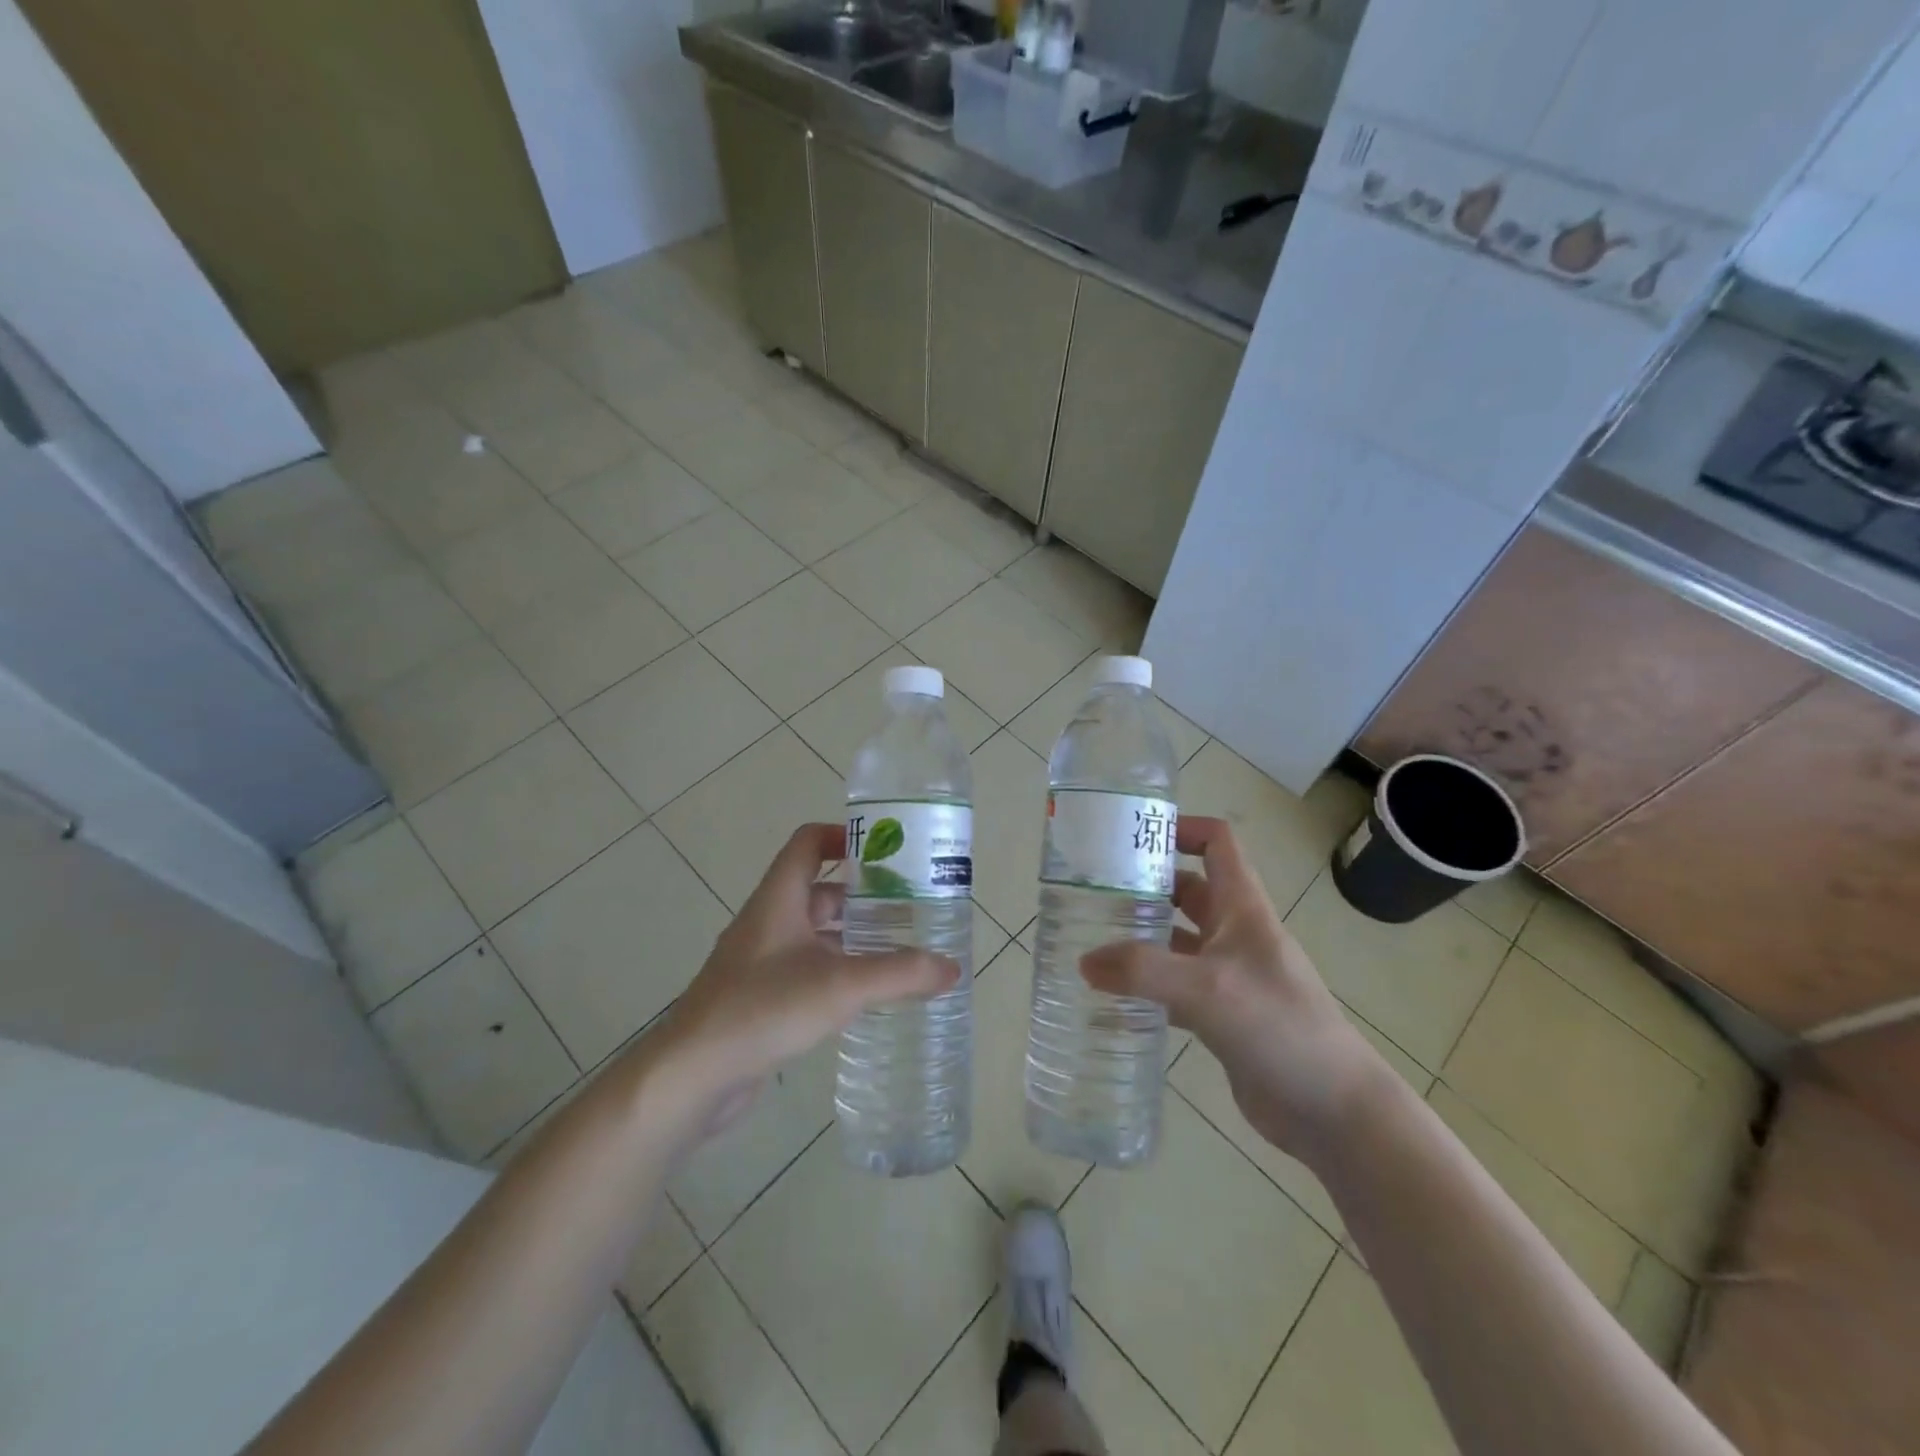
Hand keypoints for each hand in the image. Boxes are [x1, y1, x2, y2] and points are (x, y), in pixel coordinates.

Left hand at [653, 823, 959, 1134]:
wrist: (691, 1075)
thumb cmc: (763, 1009)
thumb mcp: (841, 985)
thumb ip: (900, 974)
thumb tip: (952, 968)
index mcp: (780, 898)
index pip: (809, 842)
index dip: (845, 835)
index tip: (888, 850)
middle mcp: (769, 920)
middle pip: (820, 888)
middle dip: (864, 893)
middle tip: (911, 904)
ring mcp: (761, 960)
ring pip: (815, 931)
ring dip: (853, 933)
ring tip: (900, 947)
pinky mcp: (760, 995)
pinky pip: (807, 967)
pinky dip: (837, 968)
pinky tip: (866, 992)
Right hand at [1081, 815, 1388, 1160]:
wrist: (1333, 1110)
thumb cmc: (1279, 1027)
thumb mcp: (1207, 989)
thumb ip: (1142, 970)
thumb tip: (1085, 962)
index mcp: (1242, 908)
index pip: (1217, 843)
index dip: (1181, 829)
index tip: (1132, 838)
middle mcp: (1235, 933)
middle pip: (1187, 890)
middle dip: (1145, 886)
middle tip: (1092, 894)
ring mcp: (1229, 975)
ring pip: (1177, 940)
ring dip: (1141, 938)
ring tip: (1090, 942)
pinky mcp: (1221, 1015)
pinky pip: (1175, 988)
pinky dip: (1146, 987)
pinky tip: (1112, 999)